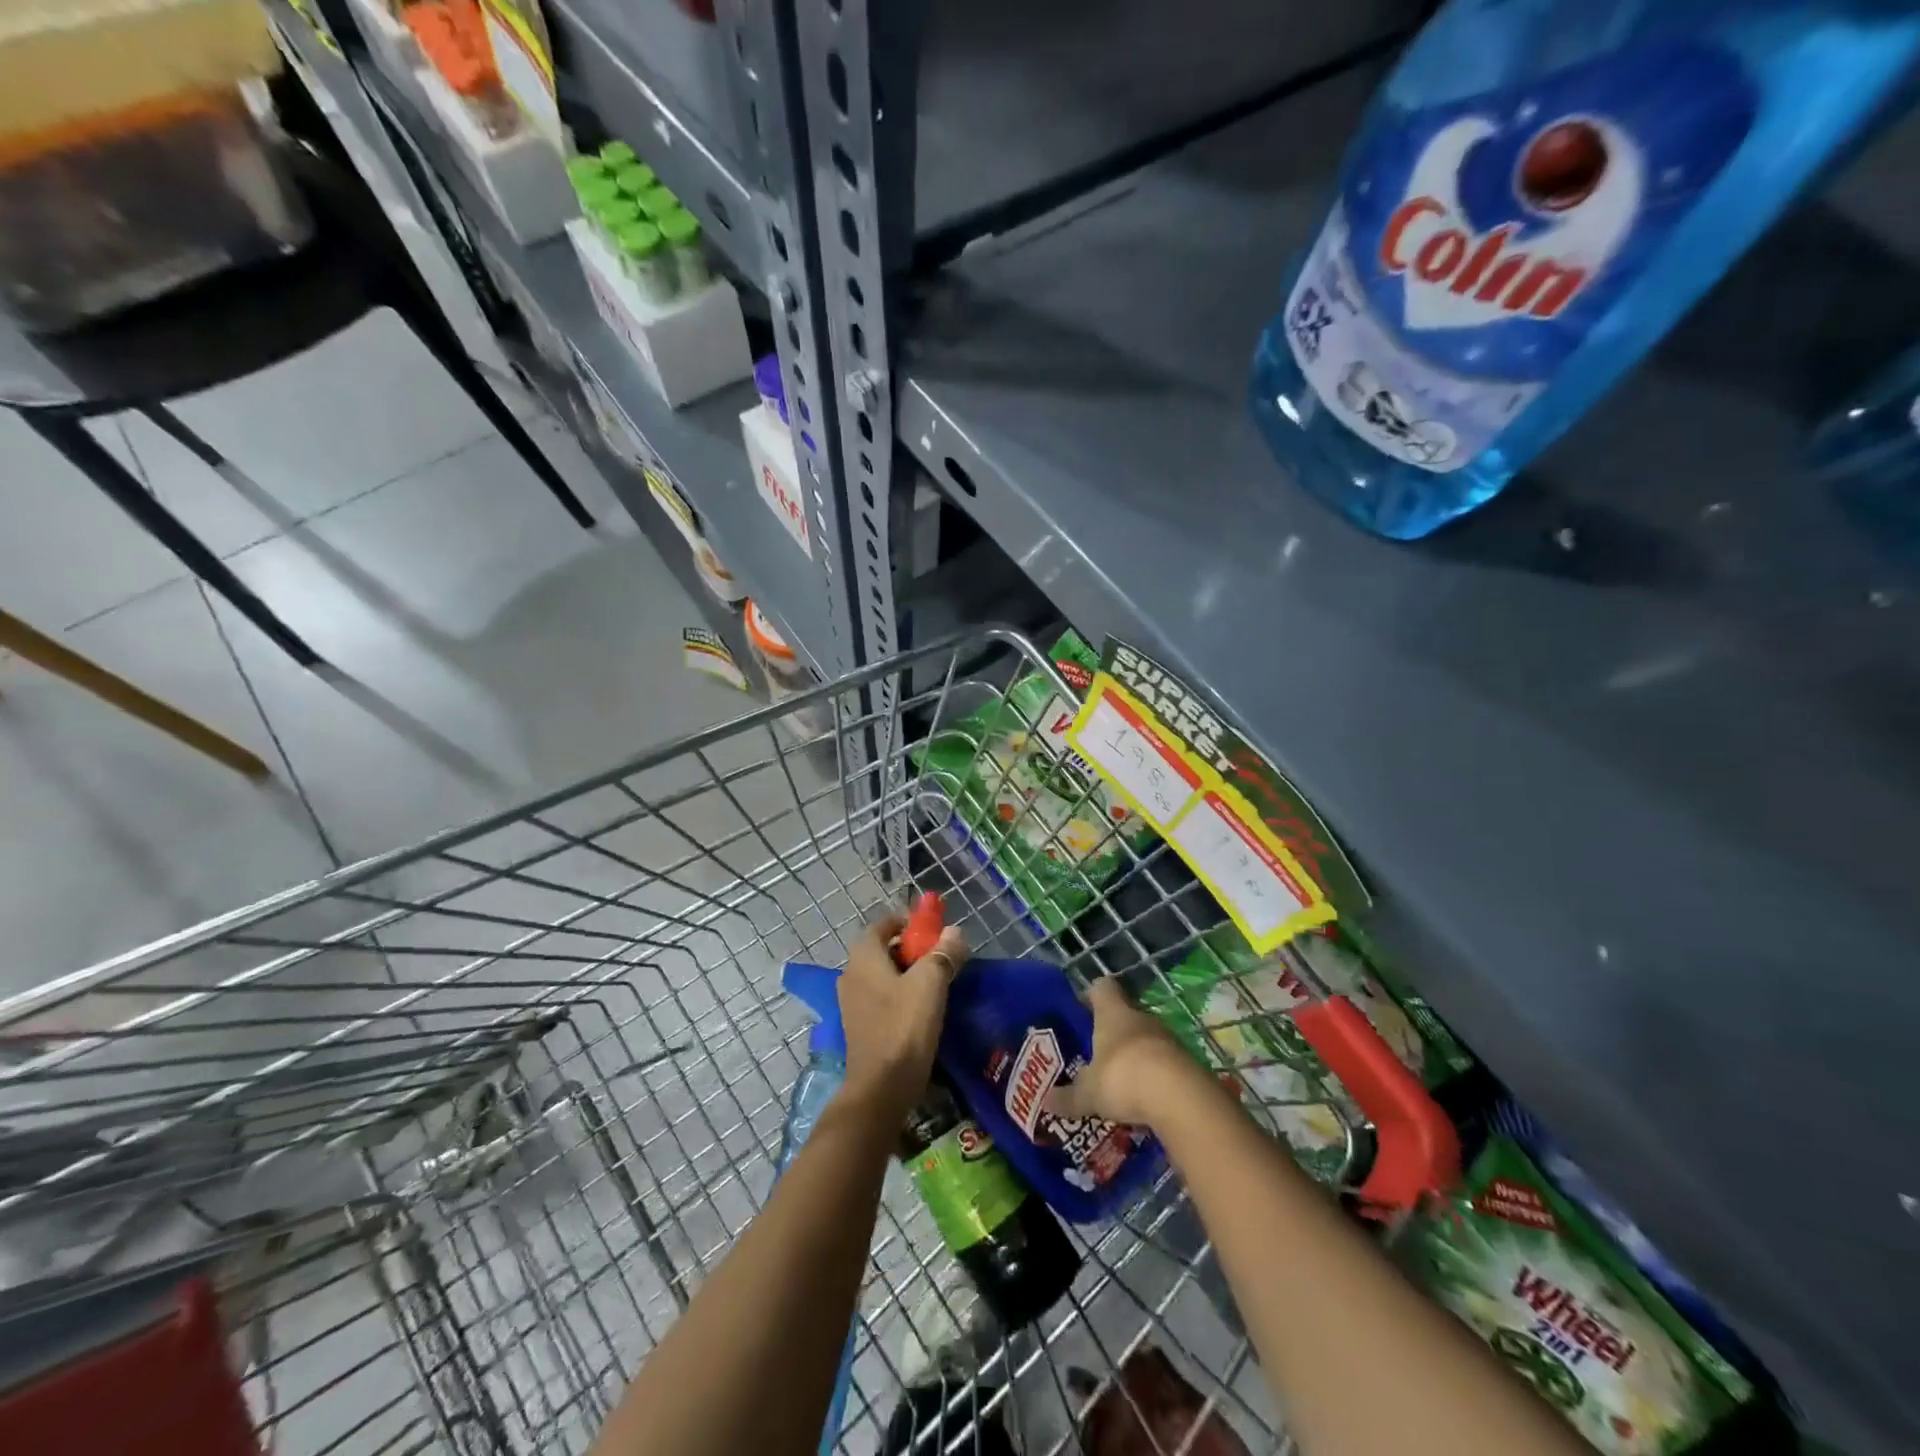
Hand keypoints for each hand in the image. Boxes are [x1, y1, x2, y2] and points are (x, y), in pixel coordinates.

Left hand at [839, 912, 968, 1115]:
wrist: (881, 1088)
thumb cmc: (904, 1027)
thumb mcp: (930, 983)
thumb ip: (943, 953)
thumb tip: (954, 932)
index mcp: (863, 957)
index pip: (881, 925)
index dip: (906, 922)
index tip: (931, 930)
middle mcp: (851, 975)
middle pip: (882, 950)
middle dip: (911, 948)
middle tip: (939, 955)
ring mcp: (852, 1003)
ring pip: (883, 975)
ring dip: (907, 973)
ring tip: (936, 982)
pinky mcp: (860, 1026)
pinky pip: (881, 998)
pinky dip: (900, 994)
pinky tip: (923, 1009)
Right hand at [1044, 977, 1200, 1127]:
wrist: (1182, 1099)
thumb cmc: (1124, 1078)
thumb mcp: (1089, 1093)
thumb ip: (1068, 1097)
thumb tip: (1045, 1102)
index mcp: (1113, 1013)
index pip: (1102, 988)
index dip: (1090, 995)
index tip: (1080, 1010)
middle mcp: (1141, 1017)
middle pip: (1124, 1014)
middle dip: (1111, 1031)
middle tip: (1095, 1053)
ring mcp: (1167, 1038)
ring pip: (1145, 1039)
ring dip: (1135, 1055)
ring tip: (1119, 1080)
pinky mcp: (1186, 1062)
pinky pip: (1164, 1062)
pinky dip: (1154, 1075)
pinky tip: (1144, 1098)